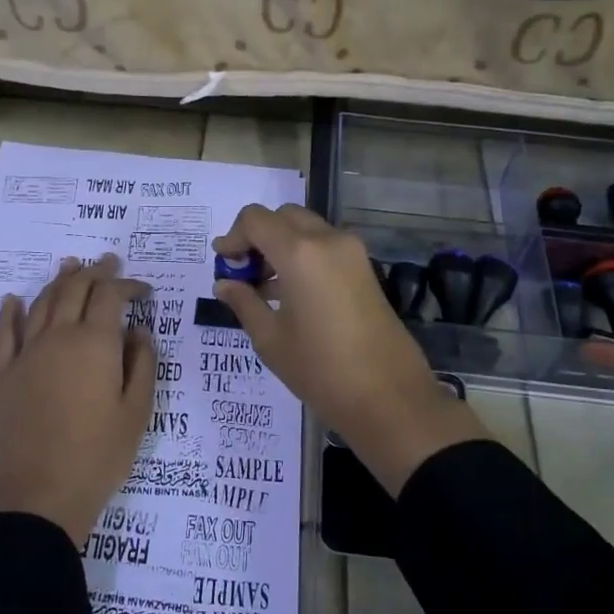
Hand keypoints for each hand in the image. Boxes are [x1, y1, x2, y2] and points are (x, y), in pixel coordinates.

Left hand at [0, 254, 157, 547]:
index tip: (144, 291)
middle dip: (95, 272)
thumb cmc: (99, 456)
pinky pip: (4, 334)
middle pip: (74, 290)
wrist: (39, 495)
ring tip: (70, 266)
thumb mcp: (137, 412)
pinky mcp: (4, 375)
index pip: (111, 296)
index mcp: (95, 343)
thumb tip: (138, 333)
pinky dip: (9, 313)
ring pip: (42, 303)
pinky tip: (12, 300)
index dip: (128, 286)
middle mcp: (58, 337)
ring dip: (58, 281)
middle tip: (108, 262)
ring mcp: (26, 354)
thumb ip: (142, 364)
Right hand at [213, 204, 484, 493]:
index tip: (224, 265)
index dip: (233, 237)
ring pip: (306, 228)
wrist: (388, 397)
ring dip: (281, 245)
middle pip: (283, 217)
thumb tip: (225, 283)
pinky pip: (325, 246)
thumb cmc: (320, 369)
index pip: (255, 219)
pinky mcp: (365, 268)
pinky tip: (291, 293)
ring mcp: (352, 252)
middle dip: (258, 237)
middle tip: (243, 272)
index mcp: (300, 252)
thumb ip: (244, 302)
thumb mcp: (270, 339)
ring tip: (263, 287)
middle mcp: (328, 240)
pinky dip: (303, 255)